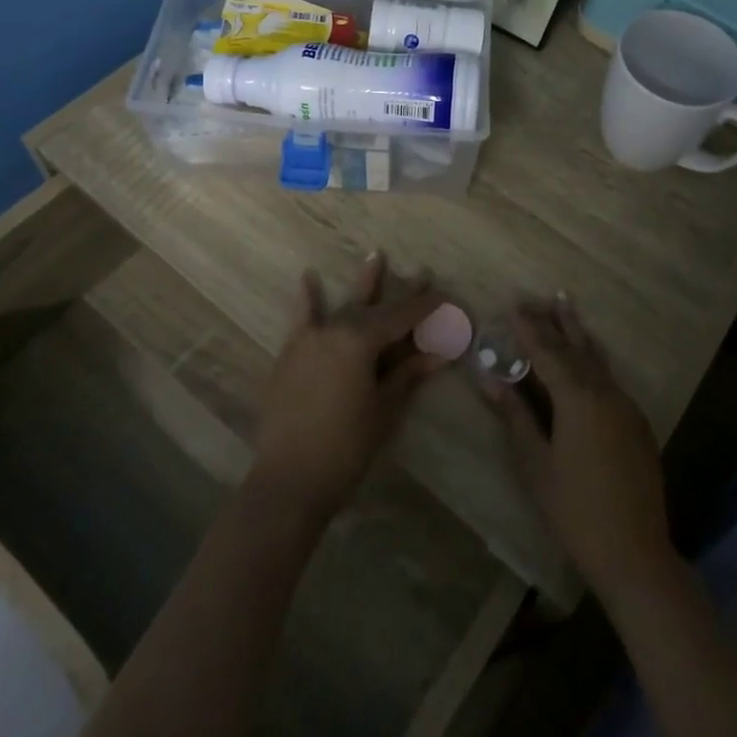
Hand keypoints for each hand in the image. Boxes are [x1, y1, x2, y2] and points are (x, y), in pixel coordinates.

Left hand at [249, 254, 445, 522]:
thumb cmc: (346, 447)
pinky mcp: (290, 355)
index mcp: (360, 340)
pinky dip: (307, 300)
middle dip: (402, 295)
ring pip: (344, 308)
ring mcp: (309, 340)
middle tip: (424, 274)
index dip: (426, 308)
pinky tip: (308, 277)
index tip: (446, 296)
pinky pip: (302, 320)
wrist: (289, 480)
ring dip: (364, 287)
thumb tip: (439, 353)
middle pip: (375, 308)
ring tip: (377, 256)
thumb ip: (407, 374)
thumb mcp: (384, 409)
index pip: (401, 317)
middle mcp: (334, 330)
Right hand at [482, 295, 675, 601]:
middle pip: (575, 348)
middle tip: (538, 298)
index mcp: (578, 399)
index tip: (514, 305)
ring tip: (565, 306)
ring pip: (596, 360)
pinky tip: (587, 357)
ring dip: (577, 334)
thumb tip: (490, 379)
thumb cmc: (574, 509)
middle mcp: (605, 392)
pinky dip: (592, 360)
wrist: (634, 551)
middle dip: (554, 323)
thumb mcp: (536, 463)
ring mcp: (625, 406)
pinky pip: (609, 378)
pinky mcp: (636, 422)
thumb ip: (515, 416)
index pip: (548, 352)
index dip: (529, 329)